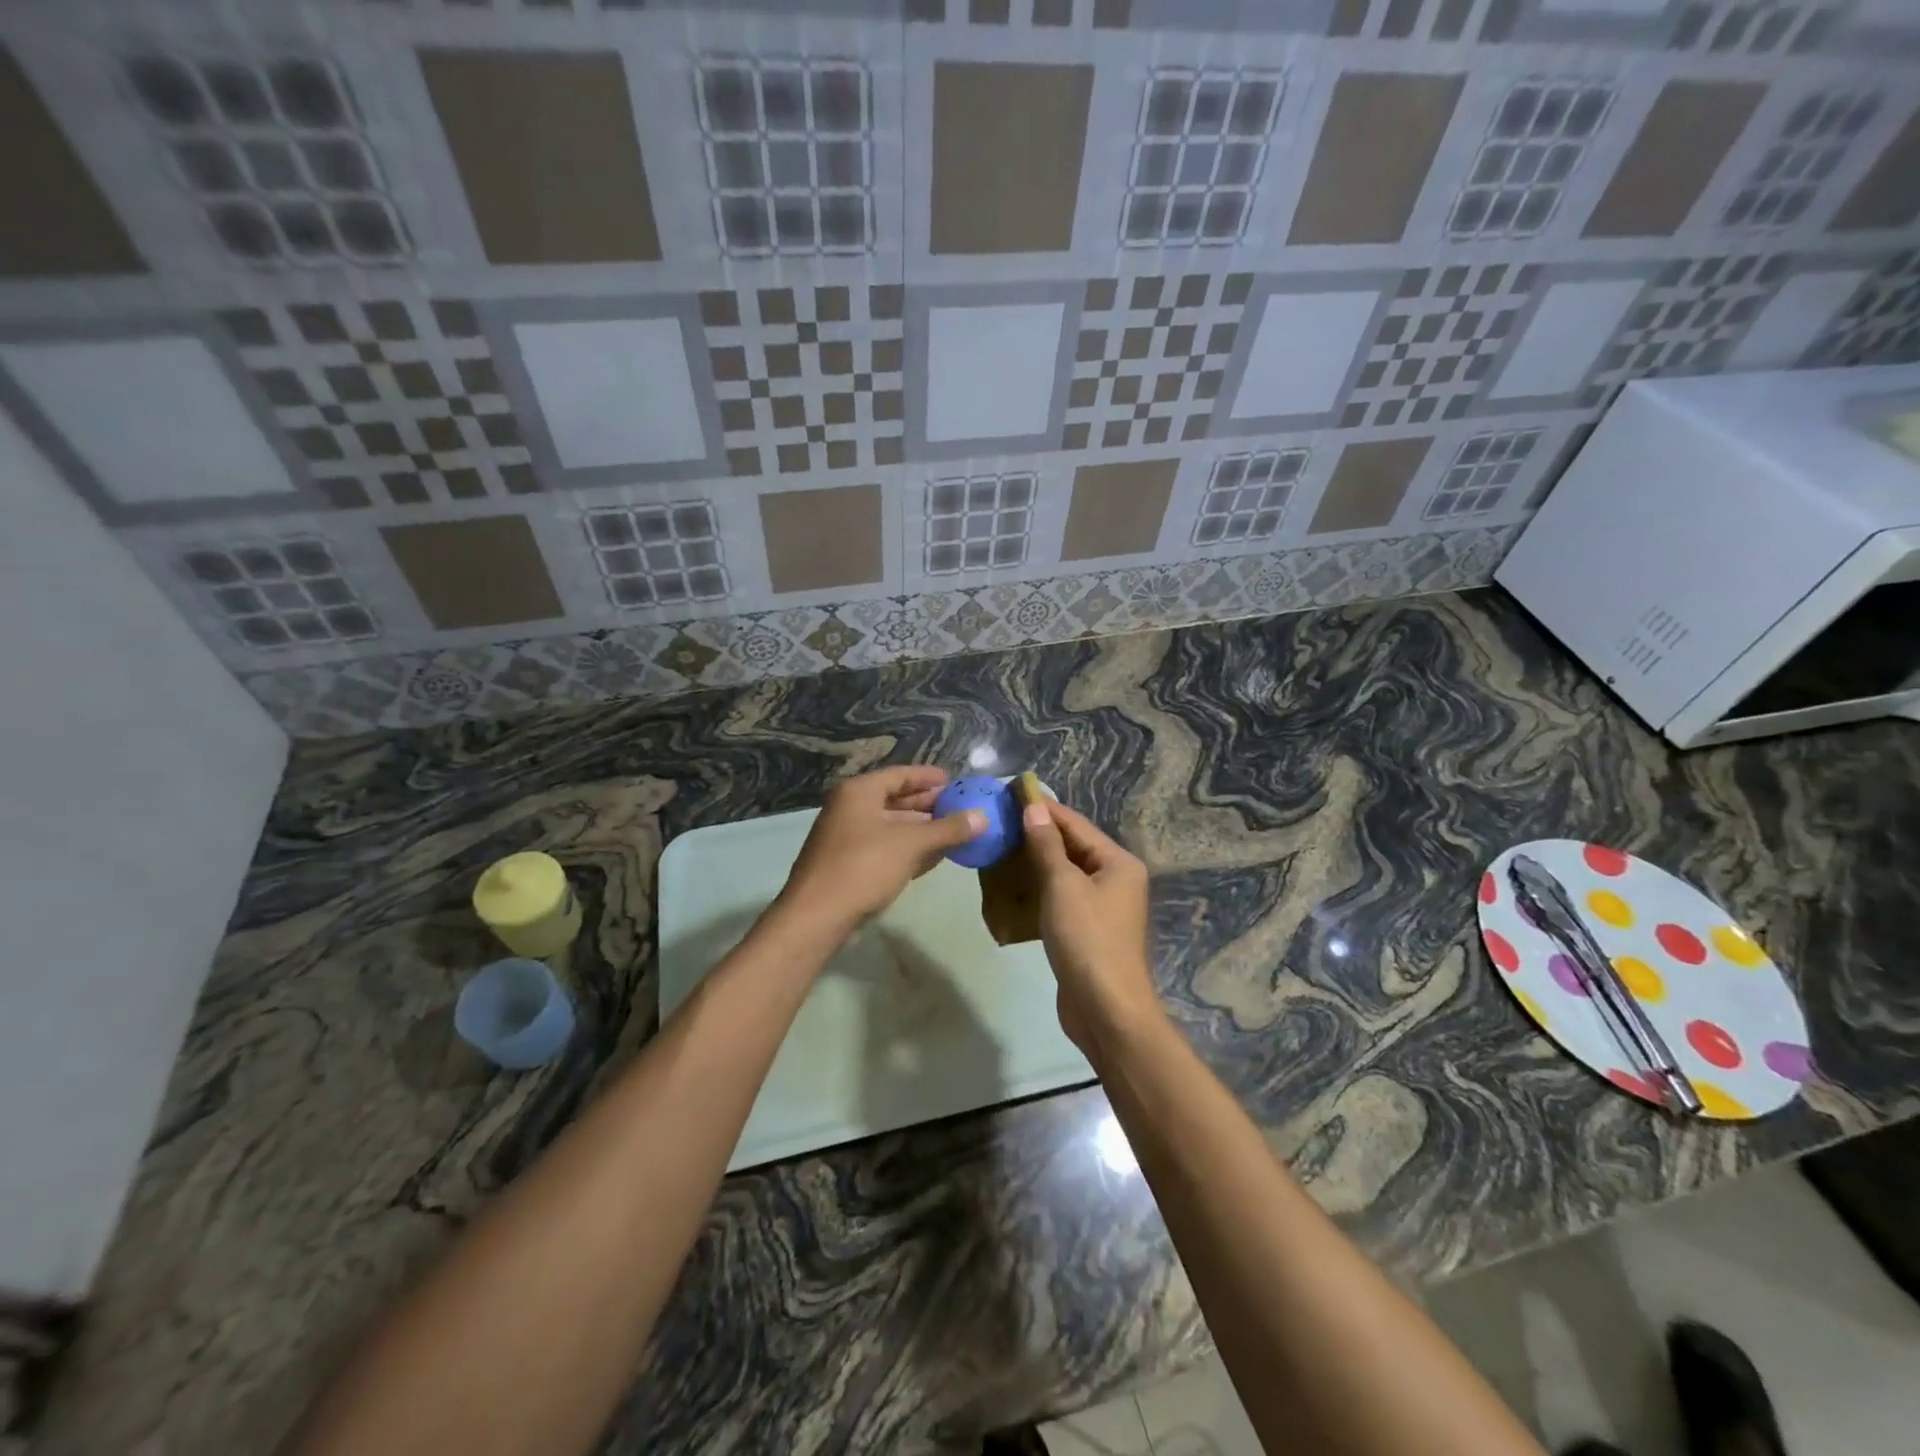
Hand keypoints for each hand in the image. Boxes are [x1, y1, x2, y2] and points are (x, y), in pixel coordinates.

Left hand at [778, 766, 985, 931]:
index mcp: (859, 792)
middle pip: (895, 800)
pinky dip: (908, 849)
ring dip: (921, 830)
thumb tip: (983, 817)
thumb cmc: (863, 867)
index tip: (954, 781)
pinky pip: (885, 848)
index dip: (928, 777)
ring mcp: (846, 838)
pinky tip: (932, 857)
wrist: (817, 917)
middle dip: (928, 805)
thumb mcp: (910, 844)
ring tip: (954, 833)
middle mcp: (849, 809)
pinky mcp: (848, 865)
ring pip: (891, 826)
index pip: (900, 774)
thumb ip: (947, 829)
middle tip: (960, 808)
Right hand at [1019, 798, 1158, 1052]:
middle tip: (1002, 820)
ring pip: (1067, 873)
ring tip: (1003, 847)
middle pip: (1074, 846)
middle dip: (1039, 834)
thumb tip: (1034, 808)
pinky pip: (1064, 897)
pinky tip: (1015, 885)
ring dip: (1038, 862)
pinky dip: (1042, 889)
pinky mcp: (1090, 930)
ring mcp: (1105, 907)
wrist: (1106, 1009)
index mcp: (1119, 863)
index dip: (1044, 808)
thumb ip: (1047, 845)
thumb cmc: (1087, 939)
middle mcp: (1117, 879)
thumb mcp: (1063, 886)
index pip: (1076, 825)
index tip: (1013, 793)